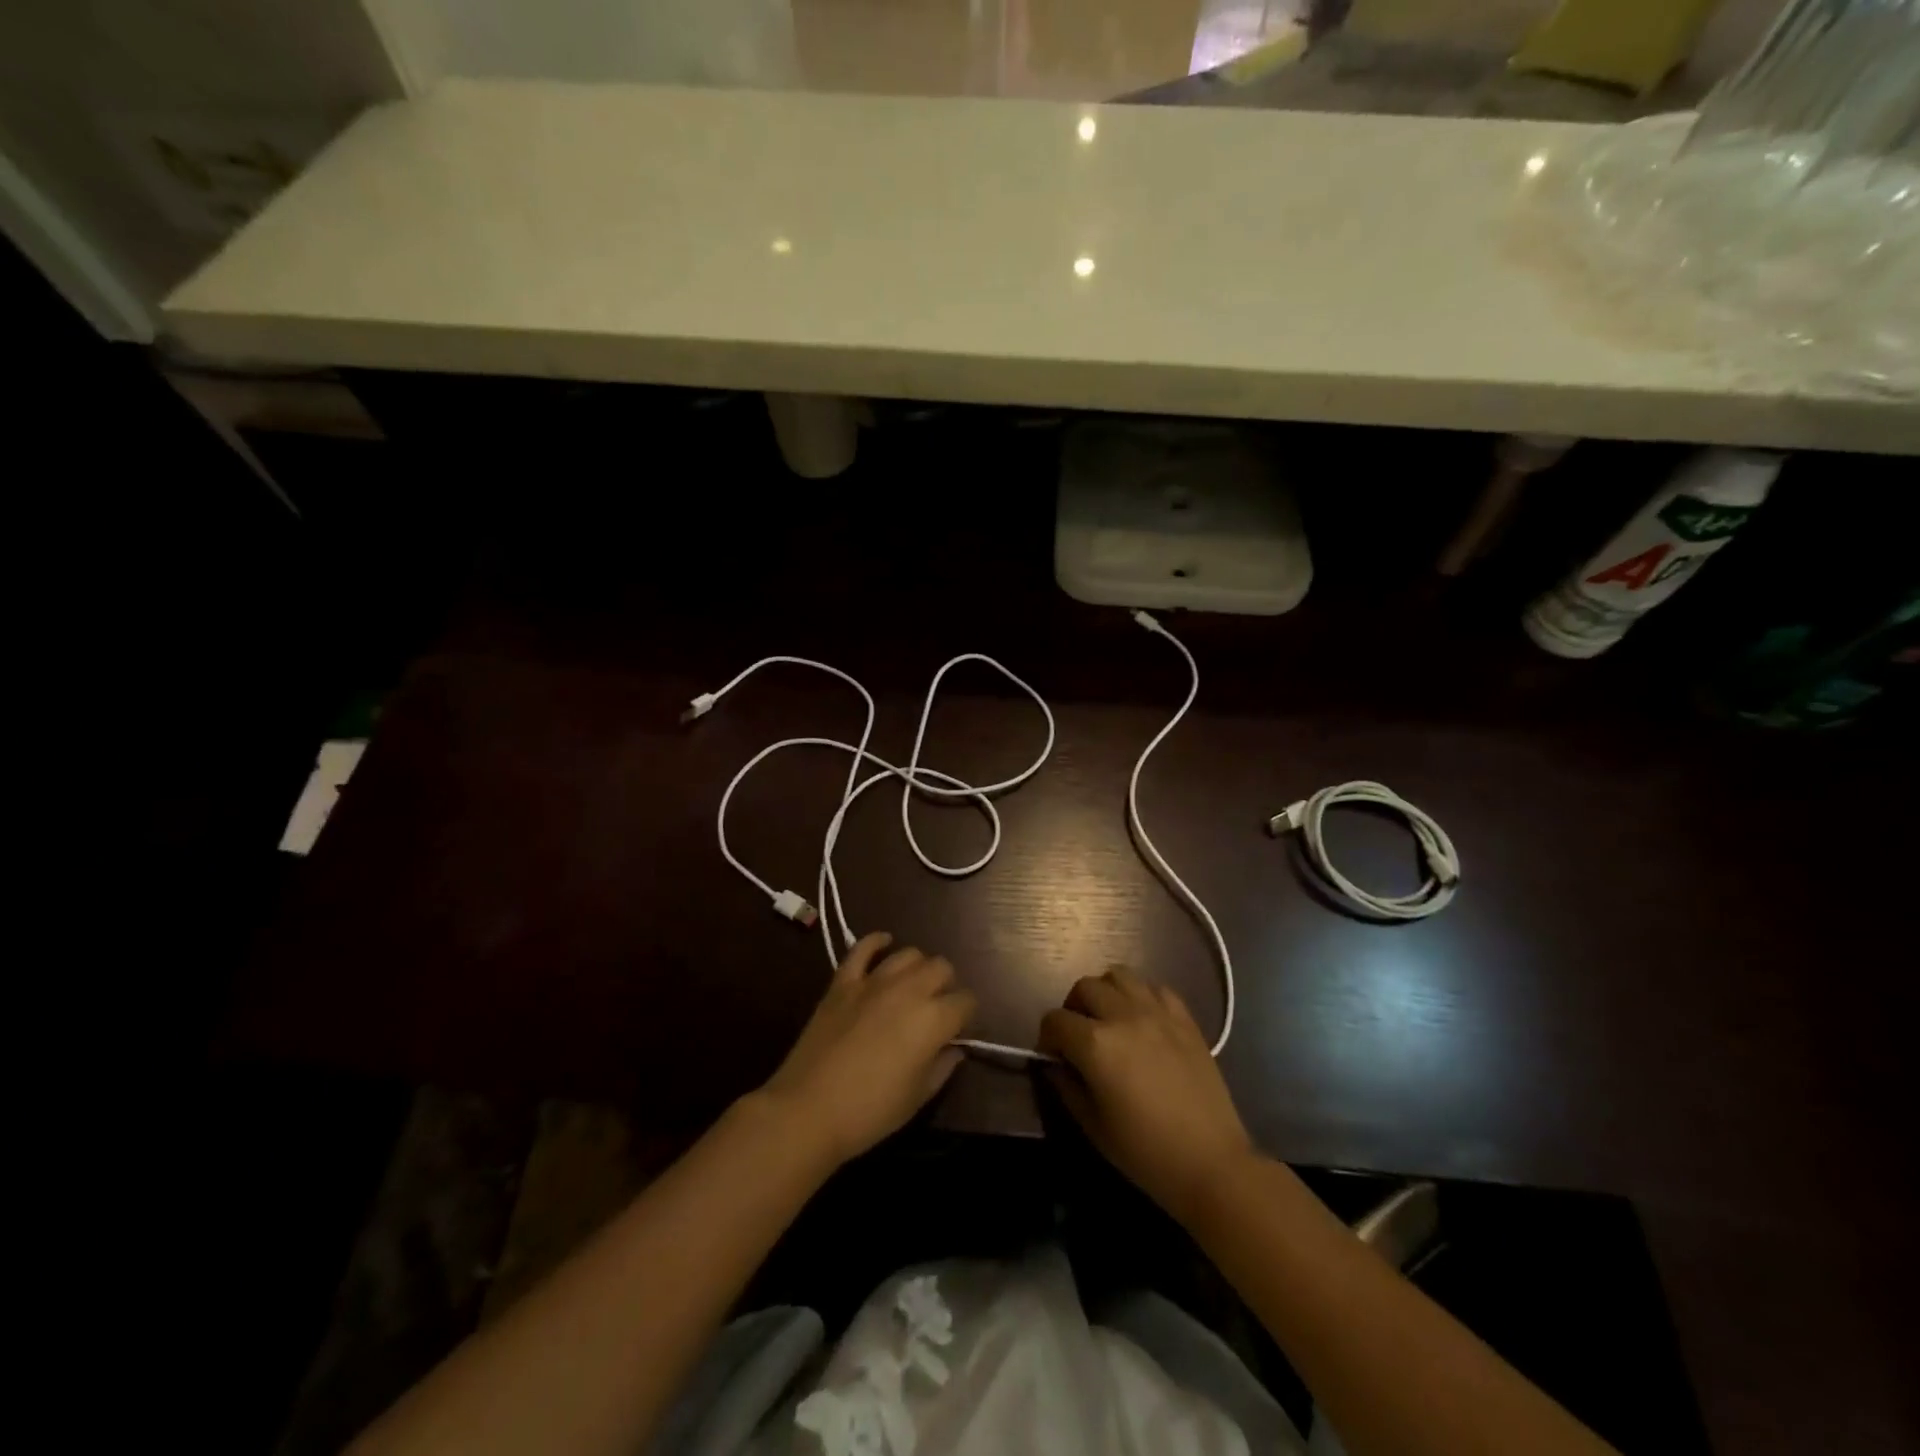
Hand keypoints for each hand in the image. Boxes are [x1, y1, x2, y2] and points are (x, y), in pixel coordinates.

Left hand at [757, 932, 976, 1166]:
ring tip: (913, 986)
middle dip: (946, 985)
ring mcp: (873, 981)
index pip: (966, 1001)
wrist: (807, 1110)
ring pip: (909, 954)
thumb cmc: (870, 1112)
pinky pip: (863, 948)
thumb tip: (954, 1048)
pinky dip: (876, 942)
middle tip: (937, 1008)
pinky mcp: (843, 981)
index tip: (958, 1030)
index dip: (967, 1015)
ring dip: (918, 968)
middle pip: (942, 967)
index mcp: (933, 1019)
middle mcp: (909, 990)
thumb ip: (942, 1067)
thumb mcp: (917, 1097)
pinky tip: (884, 943)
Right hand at [1039, 968, 1254, 1225]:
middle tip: (1079, 1036)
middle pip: (1085, 987)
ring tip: (1110, 1019)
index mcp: (1096, 1044)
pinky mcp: (1185, 1019)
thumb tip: (1056, 1065)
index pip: (1055, 1020)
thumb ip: (1067, 1087)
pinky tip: (1143, 1021)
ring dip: (1106, 992)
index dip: (1047, 1037)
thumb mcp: (1094, 1126)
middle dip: (1073, 1008)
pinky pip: (1156, 988)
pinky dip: (1142, 996)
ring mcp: (1158, 1013)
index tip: (1054, 1057)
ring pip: (1119, 975)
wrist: (1212, 1163)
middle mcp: (1124, 1016)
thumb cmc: (1146, 1152)